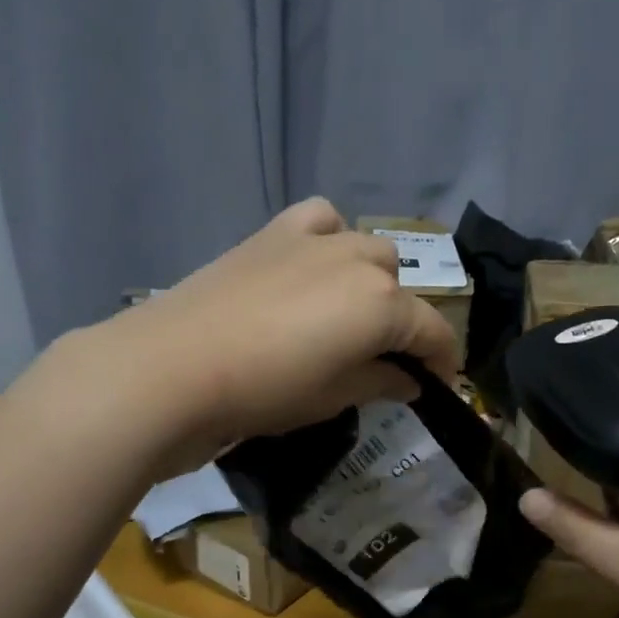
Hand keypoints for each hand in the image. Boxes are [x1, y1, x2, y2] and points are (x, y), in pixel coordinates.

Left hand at [80, 198, 459, 473]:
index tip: (438, 385)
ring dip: (370, 280)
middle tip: (378, 357)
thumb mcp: (334, 397)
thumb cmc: (266, 391)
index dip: (443, 362)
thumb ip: (381, 382)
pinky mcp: (274, 232)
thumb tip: (410, 380)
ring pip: (367, 249)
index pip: (433, 332)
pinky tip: (314, 265)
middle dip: (400, 320)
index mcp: (382, 304)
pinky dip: (330, 238)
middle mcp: (359, 261)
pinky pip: (322, 220)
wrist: (175, 365)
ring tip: (346, 312)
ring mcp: (316, 240)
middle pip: (400, 286)